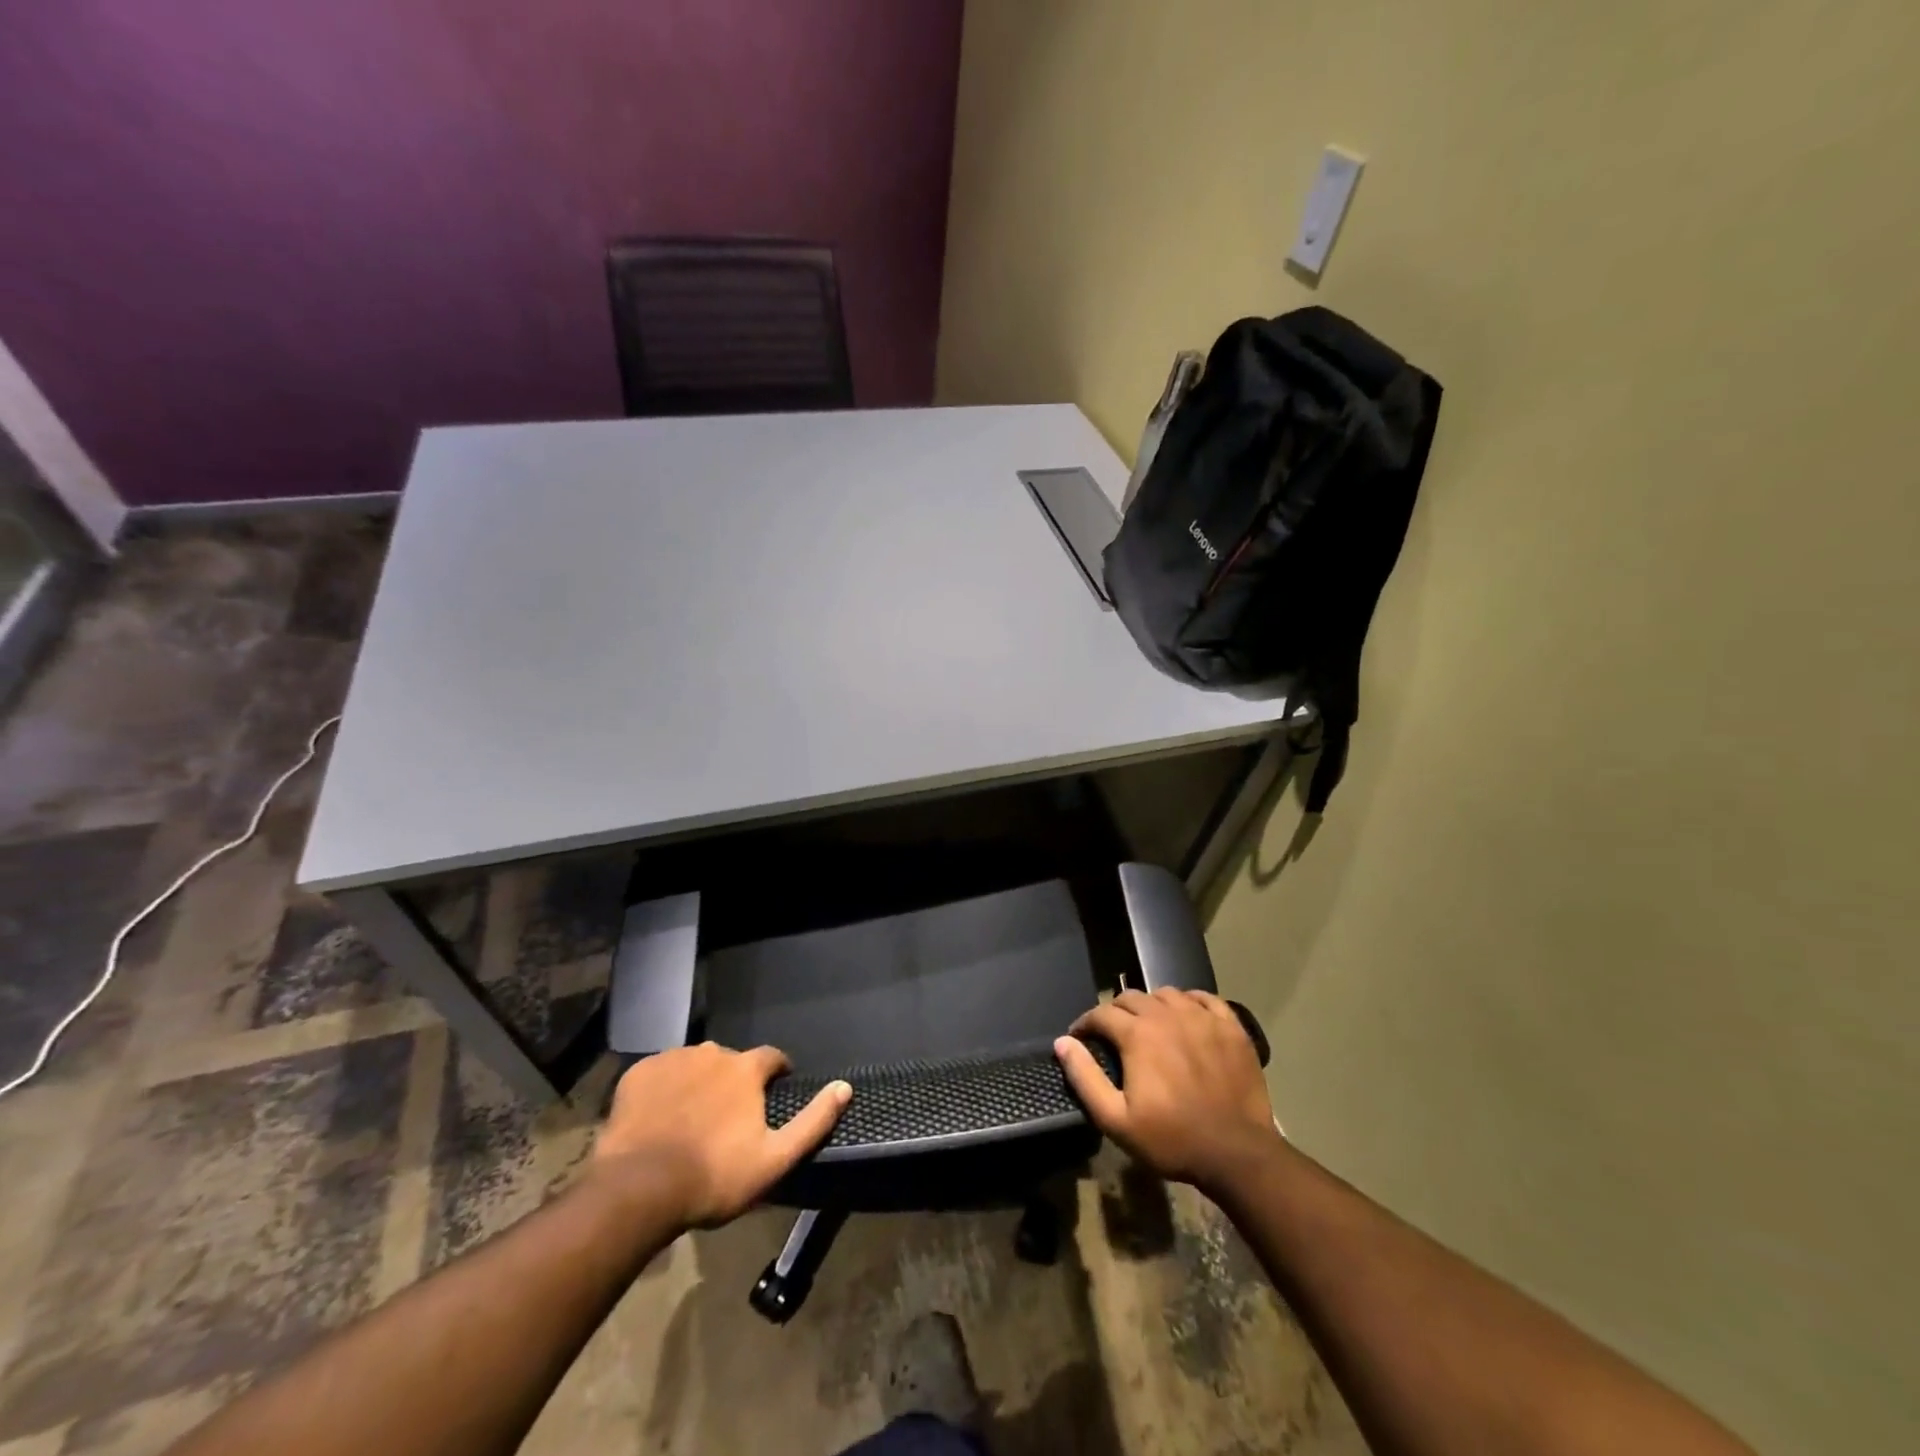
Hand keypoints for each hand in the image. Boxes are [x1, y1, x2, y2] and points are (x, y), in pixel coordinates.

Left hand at [591, 1043, 850, 1227]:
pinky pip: (659, 1074)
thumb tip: (845, 1087)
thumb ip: (813, 1121)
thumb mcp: (774, 1158)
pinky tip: (659, 1118)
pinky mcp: (638, 1073)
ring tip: (691, 1119)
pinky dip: (663, 1089)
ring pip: (694, 1065)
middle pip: (730, 1061)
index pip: (772, 1058)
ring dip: (698, 1083)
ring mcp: (672, 1060)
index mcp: (745, 1068)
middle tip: (727, 1118)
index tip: (773, 1092)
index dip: (776, 1073)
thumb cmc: (713, 1177)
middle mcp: (712, 1052)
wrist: (637, 1189)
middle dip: (733, 1082)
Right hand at [1054, 989, 1282, 1196]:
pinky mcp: (1230, 1026)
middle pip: (1132, 998)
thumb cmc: (1172, 1139)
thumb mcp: (1116, 1119)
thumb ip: (1085, 1077)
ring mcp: (1202, 1017)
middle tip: (1113, 1035)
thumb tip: (1063, 1042)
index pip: (1102, 1012)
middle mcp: (1167, 1014)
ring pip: (1166, 994)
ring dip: (1151, 1005)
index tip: (1080, 1037)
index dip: (1086, 1023)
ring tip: (1149, 1026)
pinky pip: (1204, 998)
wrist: (1237, 1154)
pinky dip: (1189, 1002)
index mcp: (1138, 1034)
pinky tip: (1186, 1018)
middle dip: (1115, 1012)